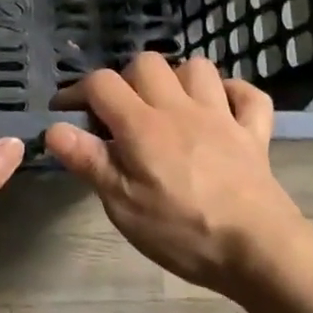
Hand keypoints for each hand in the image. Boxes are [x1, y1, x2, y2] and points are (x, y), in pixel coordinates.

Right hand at [44, 54, 312, 297]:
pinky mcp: (254, 133)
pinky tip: (222, 109)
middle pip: (147, 62)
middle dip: (126, 79)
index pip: (102, 84)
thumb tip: (54, 128)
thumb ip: (89, 162)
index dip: (77, 91)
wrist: (259, 250)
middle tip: (120, 113)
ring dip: (178, 79)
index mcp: (143, 125)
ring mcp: (222, 116)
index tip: (66, 112)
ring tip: (168, 106)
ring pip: (198, 67)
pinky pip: (249, 95)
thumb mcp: (124, 206)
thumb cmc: (183, 232)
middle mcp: (180, 108)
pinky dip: (234, 94)